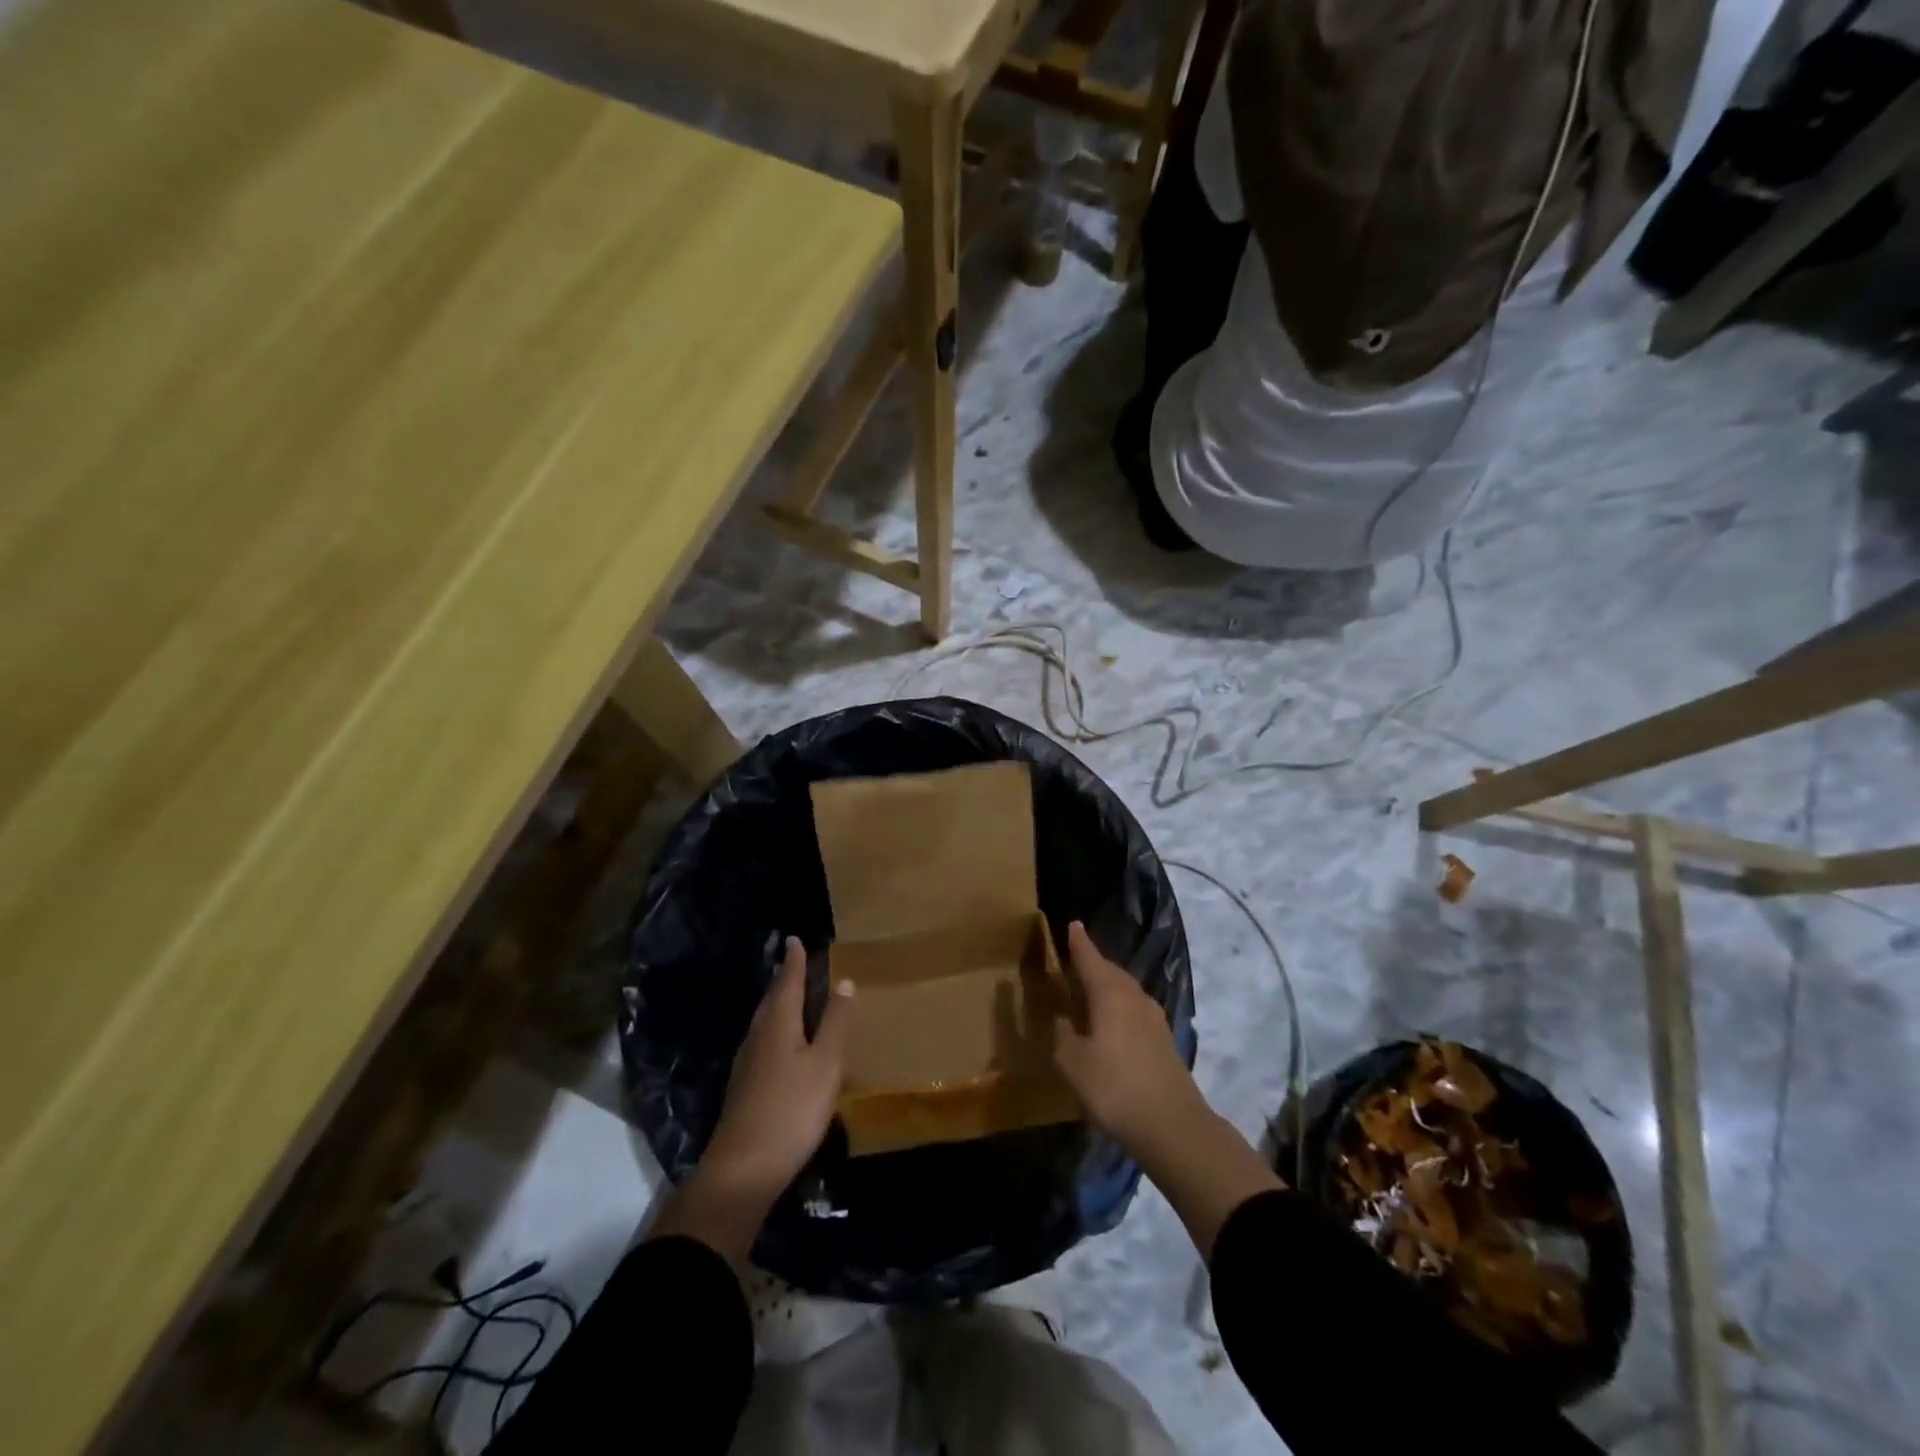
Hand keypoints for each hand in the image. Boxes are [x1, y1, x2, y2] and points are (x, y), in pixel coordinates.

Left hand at [703, 936, 854, 1197]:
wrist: (743, 1169)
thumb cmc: (792, 1110)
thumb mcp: (826, 1064)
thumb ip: (836, 1023)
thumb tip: (844, 981)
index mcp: (778, 1025)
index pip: (787, 982)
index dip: (793, 961)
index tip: (794, 939)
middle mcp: (758, 1037)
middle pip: (771, 1000)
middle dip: (782, 979)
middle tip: (793, 961)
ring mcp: (747, 1063)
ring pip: (764, 1021)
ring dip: (777, 1003)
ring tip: (789, 995)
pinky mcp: (745, 1087)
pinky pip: (762, 1041)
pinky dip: (774, 1028)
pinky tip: (780, 1042)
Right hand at [1055, 921, 1280, 1258]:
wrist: (1173, 1126)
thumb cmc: (1114, 1087)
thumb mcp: (1072, 1062)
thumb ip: (1061, 1035)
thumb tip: (1059, 1018)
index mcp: (1110, 993)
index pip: (1090, 958)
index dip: (1079, 943)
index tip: (1073, 924)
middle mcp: (1134, 997)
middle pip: (1111, 972)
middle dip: (1093, 964)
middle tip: (1075, 961)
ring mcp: (1154, 1019)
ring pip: (1126, 991)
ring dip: (1107, 987)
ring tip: (1090, 992)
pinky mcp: (1164, 1042)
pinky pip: (1134, 1011)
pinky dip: (1119, 1008)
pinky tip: (1111, 1025)